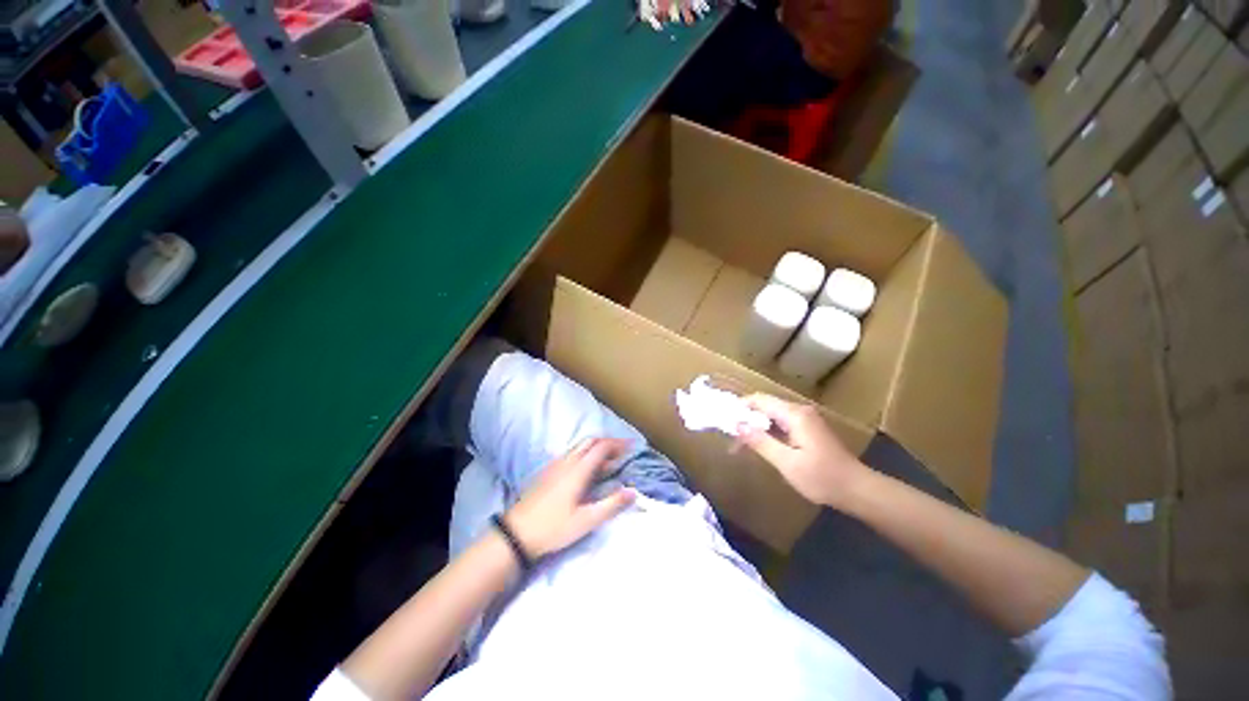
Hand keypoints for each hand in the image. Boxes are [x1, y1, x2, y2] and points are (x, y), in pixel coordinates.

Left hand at [504, 438, 636, 557]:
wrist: (516, 533)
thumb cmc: (553, 528)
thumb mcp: (586, 521)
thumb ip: (611, 505)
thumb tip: (633, 492)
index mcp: (578, 470)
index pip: (601, 447)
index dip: (619, 444)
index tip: (633, 446)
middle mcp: (567, 461)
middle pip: (591, 441)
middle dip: (609, 442)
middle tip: (622, 453)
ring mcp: (556, 465)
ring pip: (580, 446)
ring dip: (597, 447)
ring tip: (609, 462)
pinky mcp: (549, 471)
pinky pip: (572, 453)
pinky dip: (586, 454)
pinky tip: (588, 470)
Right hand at [737, 394, 867, 507]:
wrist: (857, 490)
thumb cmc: (822, 478)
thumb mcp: (787, 462)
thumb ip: (760, 441)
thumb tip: (737, 424)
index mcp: (795, 415)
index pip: (760, 400)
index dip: (740, 407)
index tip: (724, 421)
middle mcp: (799, 411)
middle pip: (765, 406)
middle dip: (745, 419)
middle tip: (730, 437)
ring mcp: (805, 419)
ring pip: (771, 416)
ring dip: (755, 427)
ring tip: (739, 444)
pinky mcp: (807, 429)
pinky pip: (781, 424)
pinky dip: (767, 432)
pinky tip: (759, 445)